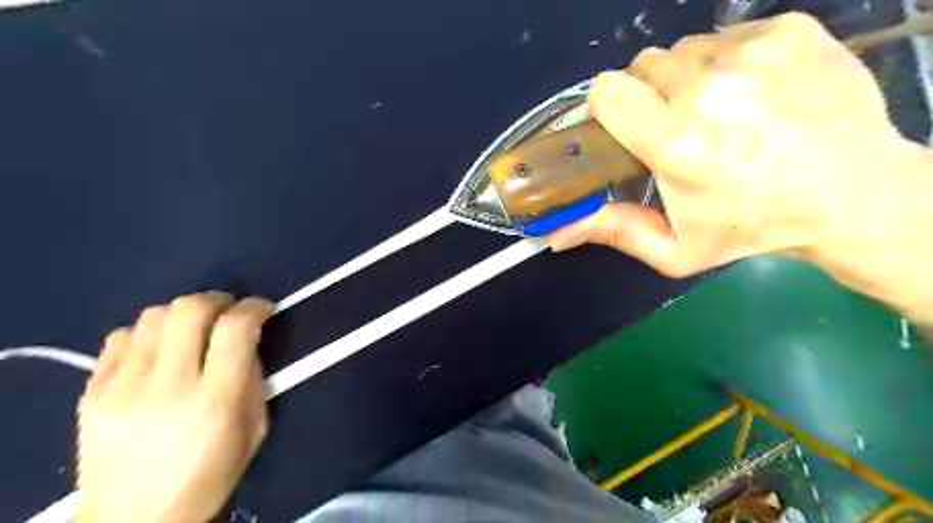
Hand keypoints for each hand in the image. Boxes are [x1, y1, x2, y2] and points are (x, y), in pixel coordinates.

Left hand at [75, 292, 274, 521]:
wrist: (134, 520)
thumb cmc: (209, 475)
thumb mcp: (253, 429)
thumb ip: (253, 379)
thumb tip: (247, 342)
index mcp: (215, 400)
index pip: (235, 329)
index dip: (254, 307)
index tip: (262, 308)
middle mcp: (168, 386)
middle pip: (189, 310)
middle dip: (216, 300)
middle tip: (226, 311)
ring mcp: (123, 389)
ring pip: (153, 316)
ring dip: (182, 314)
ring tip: (192, 330)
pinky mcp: (92, 394)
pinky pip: (119, 338)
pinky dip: (147, 334)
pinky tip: (158, 350)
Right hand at [549, 13, 919, 277]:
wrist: (853, 198)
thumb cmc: (752, 229)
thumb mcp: (676, 250)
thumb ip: (614, 233)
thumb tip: (555, 237)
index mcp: (676, 143)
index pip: (608, 91)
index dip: (607, 106)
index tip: (623, 126)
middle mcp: (708, 91)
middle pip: (642, 66)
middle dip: (647, 95)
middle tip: (673, 126)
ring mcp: (752, 54)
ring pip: (683, 50)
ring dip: (685, 78)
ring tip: (715, 112)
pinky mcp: (789, 30)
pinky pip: (727, 36)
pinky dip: (726, 62)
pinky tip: (751, 94)